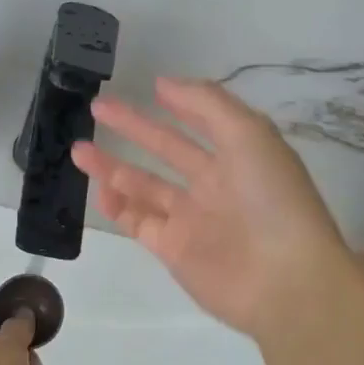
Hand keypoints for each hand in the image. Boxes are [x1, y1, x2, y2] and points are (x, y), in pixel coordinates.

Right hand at [72, 77, 357, 340]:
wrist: (284, 281)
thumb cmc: (271, 199)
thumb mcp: (248, 134)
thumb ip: (206, 103)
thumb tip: (164, 83)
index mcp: (239, 154)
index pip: (203, 121)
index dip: (180, 103)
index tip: (151, 86)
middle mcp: (214, 184)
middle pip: (166, 149)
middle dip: (133, 128)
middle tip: (97, 108)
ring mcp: (192, 219)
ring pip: (145, 186)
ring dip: (113, 167)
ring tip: (78, 149)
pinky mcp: (173, 249)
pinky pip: (139, 222)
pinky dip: (119, 207)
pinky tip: (101, 191)